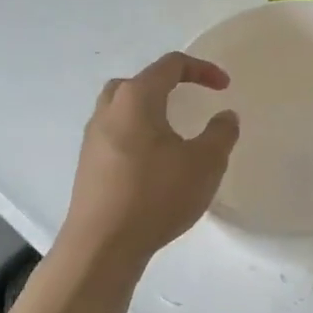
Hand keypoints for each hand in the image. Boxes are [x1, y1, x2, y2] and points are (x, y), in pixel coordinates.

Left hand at [61, 53, 239, 266]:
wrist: (101, 246)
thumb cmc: (156, 196)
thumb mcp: (205, 164)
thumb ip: (221, 133)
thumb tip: (225, 116)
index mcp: (136, 99)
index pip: (170, 66)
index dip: (201, 69)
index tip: (224, 87)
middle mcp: (109, 110)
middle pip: (138, 82)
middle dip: (168, 84)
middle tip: (189, 100)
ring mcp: (93, 138)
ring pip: (122, 108)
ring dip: (148, 110)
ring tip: (171, 131)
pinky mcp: (88, 165)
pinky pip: (115, 134)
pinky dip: (136, 134)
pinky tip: (152, 162)